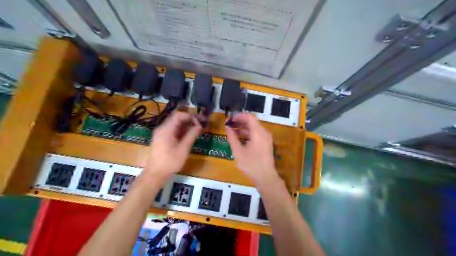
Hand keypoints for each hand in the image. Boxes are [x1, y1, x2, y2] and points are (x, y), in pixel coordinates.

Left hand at [145, 111, 201, 179]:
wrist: (155, 174)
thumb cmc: (170, 162)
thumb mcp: (183, 149)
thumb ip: (191, 135)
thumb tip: (199, 125)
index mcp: (166, 129)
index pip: (179, 115)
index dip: (191, 116)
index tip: (200, 121)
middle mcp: (162, 128)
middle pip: (177, 118)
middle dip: (190, 119)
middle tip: (202, 123)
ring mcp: (162, 134)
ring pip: (176, 124)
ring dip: (187, 125)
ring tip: (198, 128)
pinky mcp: (163, 139)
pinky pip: (173, 130)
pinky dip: (182, 130)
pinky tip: (190, 134)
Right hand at [226, 113, 279, 185]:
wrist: (265, 177)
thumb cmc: (251, 164)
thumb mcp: (238, 151)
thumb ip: (232, 137)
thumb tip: (227, 127)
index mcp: (258, 132)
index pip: (249, 117)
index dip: (239, 116)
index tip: (230, 119)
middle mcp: (264, 132)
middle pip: (252, 122)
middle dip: (240, 122)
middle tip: (229, 125)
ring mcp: (267, 138)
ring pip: (255, 128)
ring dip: (244, 128)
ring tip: (232, 131)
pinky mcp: (267, 143)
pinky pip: (257, 134)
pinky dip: (248, 133)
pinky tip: (240, 138)